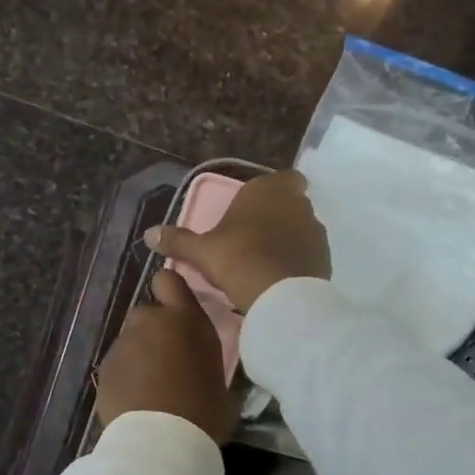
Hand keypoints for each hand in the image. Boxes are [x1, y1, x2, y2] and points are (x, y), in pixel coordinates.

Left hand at [95, 269, 239, 443]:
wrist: (160, 444)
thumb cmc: (204, 413)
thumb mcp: (223, 386)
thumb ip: (210, 365)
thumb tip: (207, 373)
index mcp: (186, 320)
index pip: (168, 280)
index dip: (170, 292)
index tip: (177, 312)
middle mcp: (150, 323)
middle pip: (147, 313)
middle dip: (155, 331)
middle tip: (168, 362)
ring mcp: (122, 345)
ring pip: (131, 341)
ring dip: (140, 355)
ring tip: (152, 387)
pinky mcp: (104, 370)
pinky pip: (118, 366)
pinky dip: (125, 377)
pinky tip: (136, 402)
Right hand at [144, 169, 330, 312]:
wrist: (279, 295)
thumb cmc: (237, 258)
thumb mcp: (201, 251)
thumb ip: (177, 240)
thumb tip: (148, 234)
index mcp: (269, 189)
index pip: (281, 179)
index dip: (269, 193)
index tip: (252, 212)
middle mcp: (298, 202)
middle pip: (290, 204)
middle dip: (276, 217)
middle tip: (252, 240)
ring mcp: (315, 230)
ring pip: (301, 229)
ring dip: (287, 240)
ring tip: (264, 263)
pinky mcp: (325, 257)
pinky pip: (308, 253)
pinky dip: (297, 261)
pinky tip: (278, 278)